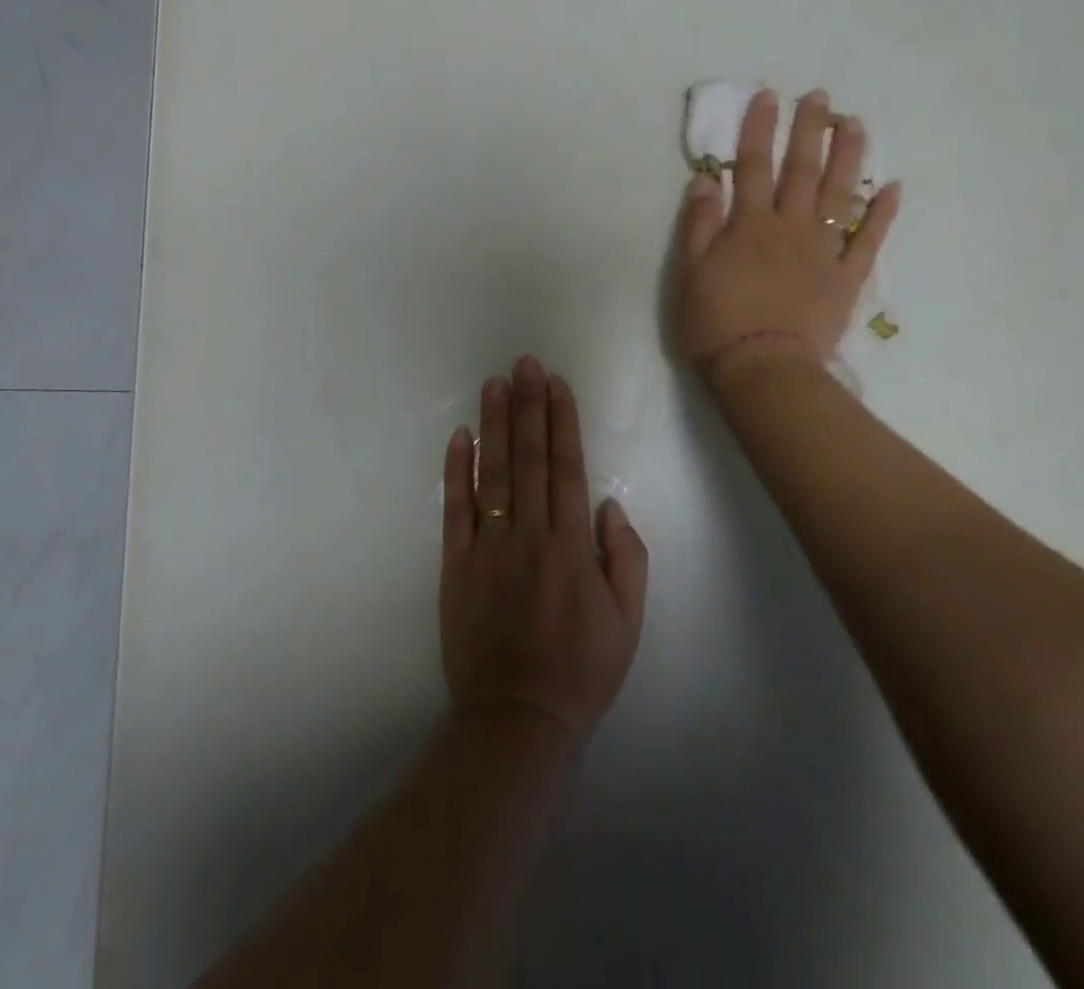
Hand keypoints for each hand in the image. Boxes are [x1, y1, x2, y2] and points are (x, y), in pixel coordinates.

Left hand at [440, 358, 648, 742]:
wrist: (518, 721)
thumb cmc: (581, 670)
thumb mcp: (629, 621)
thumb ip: (626, 557)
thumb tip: (609, 504)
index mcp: (572, 546)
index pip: (566, 468)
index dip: (562, 422)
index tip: (556, 385)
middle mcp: (529, 536)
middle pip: (528, 459)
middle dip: (528, 406)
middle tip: (525, 364)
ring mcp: (488, 548)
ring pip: (492, 474)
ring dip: (493, 425)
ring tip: (494, 383)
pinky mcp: (456, 566)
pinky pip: (455, 511)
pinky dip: (456, 472)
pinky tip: (459, 437)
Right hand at [669, 87, 901, 380]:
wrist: (763, 369)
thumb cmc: (717, 324)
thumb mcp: (690, 273)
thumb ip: (699, 224)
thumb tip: (707, 179)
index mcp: (750, 225)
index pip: (753, 165)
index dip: (759, 129)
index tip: (768, 95)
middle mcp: (791, 227)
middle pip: (802, 170)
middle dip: (809, 130)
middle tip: (819, 96)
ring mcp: (824, 251)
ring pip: (840, 194)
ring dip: (848, 157)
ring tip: (855, 124)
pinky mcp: (847, 277)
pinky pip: (869, 240)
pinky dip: (883, 213)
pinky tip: (893, 187)